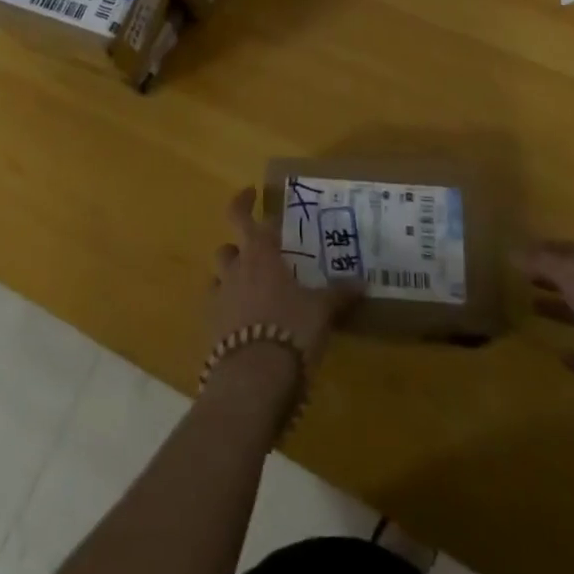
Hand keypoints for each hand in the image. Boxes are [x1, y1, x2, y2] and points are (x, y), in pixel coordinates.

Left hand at [210, 187, 359, 372]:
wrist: (253, 379)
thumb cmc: (290, 330)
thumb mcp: (321, 311)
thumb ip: (339, 293)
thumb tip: (363, 282)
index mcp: (260, 254)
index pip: (244, 217)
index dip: (244, 202)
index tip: (252, 194)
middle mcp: (235, 269)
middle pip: (228, 244)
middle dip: (238, 242)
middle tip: (255, 243)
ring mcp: (219, 299)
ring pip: (218, 274)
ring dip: (231, 274)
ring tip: (250, 283)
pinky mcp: (211, 329)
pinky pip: (216, 307)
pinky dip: (226, 306)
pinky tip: (242, 319)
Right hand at [518, 239, 573, 417]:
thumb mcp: (572, 275)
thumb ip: (542, 262)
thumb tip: (511, 250)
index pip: (569, 250)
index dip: (546, 249)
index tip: (520, 253)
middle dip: (552, 277)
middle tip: (523, 279)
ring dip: (562, 311)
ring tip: (533, 311)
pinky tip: (562, 359)